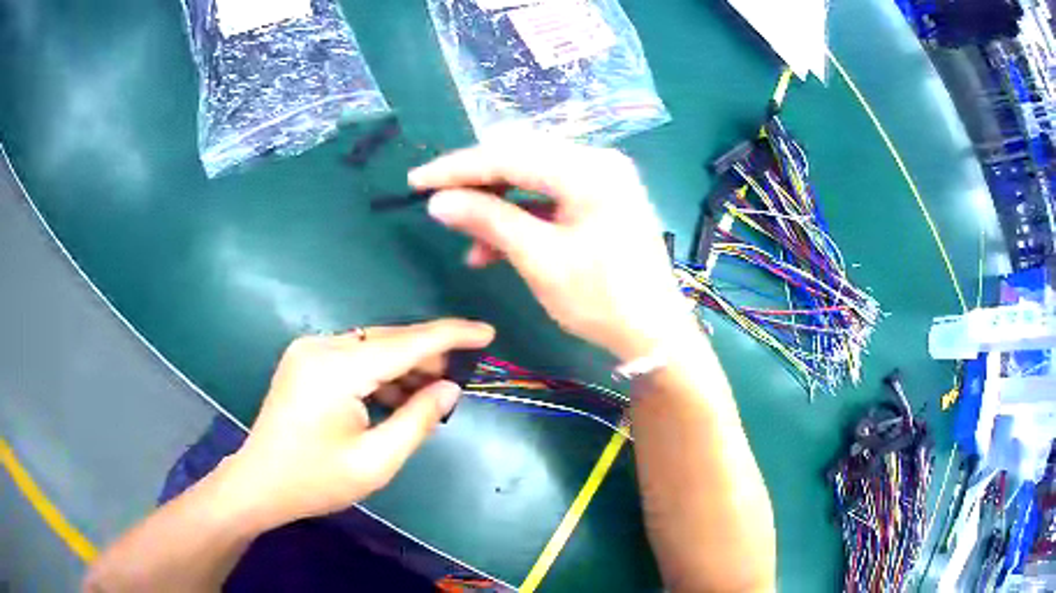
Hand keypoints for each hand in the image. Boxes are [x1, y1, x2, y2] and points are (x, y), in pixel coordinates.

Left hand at [222, 319, 494, 529]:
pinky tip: (396, 395)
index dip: (450, 336)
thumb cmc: (316, 480)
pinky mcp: (305, 360)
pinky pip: (354, 356)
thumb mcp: (375, 461)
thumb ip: (417, 420)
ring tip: (431, 391)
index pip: (405, 343)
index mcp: (336, 370)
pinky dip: (379, 372)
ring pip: (371, 346)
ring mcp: (308, 350)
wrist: (259, 484)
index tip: (487, 333)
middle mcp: (320, 347)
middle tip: (459, 378)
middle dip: (427, 355)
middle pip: (388, 340)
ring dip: (403, 365)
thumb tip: (449, 388)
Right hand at [410, 136, 696, 360]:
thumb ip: (489, 221)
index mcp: (589, 169)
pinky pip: (548, 196)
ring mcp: (601, 179)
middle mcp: (597, 161)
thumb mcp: (540, 260)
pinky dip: (519, 216)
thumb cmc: (602, 300)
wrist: (655, 334)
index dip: (457, 168)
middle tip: (437, 203)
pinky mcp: (599, 198)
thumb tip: (438, 201)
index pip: (509, 155)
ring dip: (495, 204)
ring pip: (531, 177)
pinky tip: (494, 246)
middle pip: (520, 158)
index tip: (416, 180)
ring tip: (468, 240)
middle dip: (475, 182)